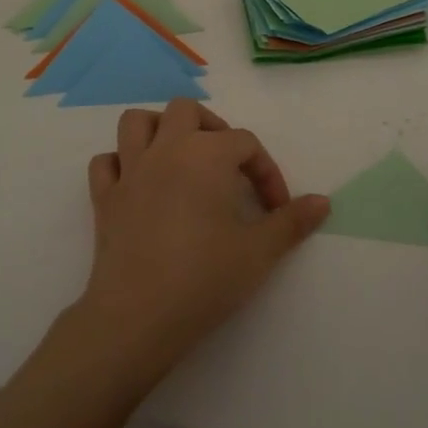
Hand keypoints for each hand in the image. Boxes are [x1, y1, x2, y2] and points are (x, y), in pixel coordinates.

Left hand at [75, 99, 328, 382]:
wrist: (138, 317)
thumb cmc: (204, 278)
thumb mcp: (259, 252)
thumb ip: (292, 222)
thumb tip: (323, 201)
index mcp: (207, 154)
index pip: (245, 143)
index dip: (266, 172)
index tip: (276, 209)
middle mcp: (167, 149)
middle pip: (186, 110)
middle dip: (211, 128)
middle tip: (227, 165)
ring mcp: (130, 170)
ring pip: (136, 122)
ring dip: (159, 130)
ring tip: (180, 157)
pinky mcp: (103, 198)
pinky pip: (105, 163)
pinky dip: (120, 164)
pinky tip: (138, 185)